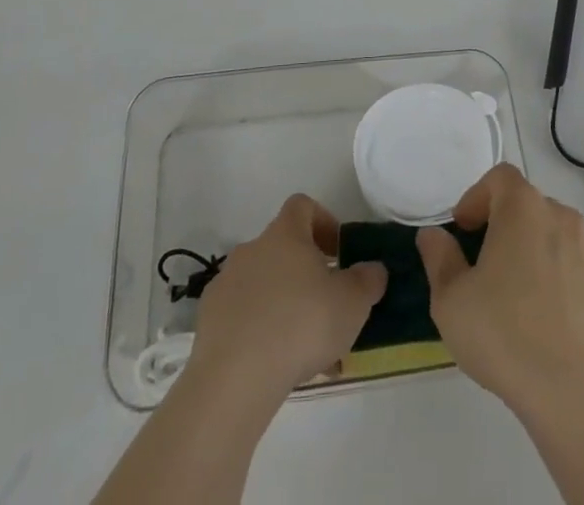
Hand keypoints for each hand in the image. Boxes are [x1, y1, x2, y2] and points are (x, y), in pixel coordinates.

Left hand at [188, 194, 386, 400]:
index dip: (323, 222)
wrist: (235, 377)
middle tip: (326, 306)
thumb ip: (367, 280)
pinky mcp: (209, 321)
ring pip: (263, 285)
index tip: (338, 252)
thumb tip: (373, 269)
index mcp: (285, 234)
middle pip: (282, 248)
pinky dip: (259, 330)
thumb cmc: (301, 324)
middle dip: (305, 273)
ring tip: (305, 348)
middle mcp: (252, 249)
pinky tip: (275, 364)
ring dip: (284, 304)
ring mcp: (226, 284)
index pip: (302, 206)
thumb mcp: (351, 303)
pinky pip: (242, 315)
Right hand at [417, 164, 583, 416]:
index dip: (478, 196)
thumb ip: (439, 258)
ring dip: (541, 254)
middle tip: (489, 266)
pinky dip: (569, 286)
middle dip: (508, 227)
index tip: (465, 230)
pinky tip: (556, 324)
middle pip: (531, 207)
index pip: (500, 178)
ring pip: (561, 239)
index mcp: (523, 209)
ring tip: (524, 298)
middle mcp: (563, 218)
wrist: (576, 396)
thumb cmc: (504, 335)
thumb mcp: (450, 300)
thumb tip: (434, 235)